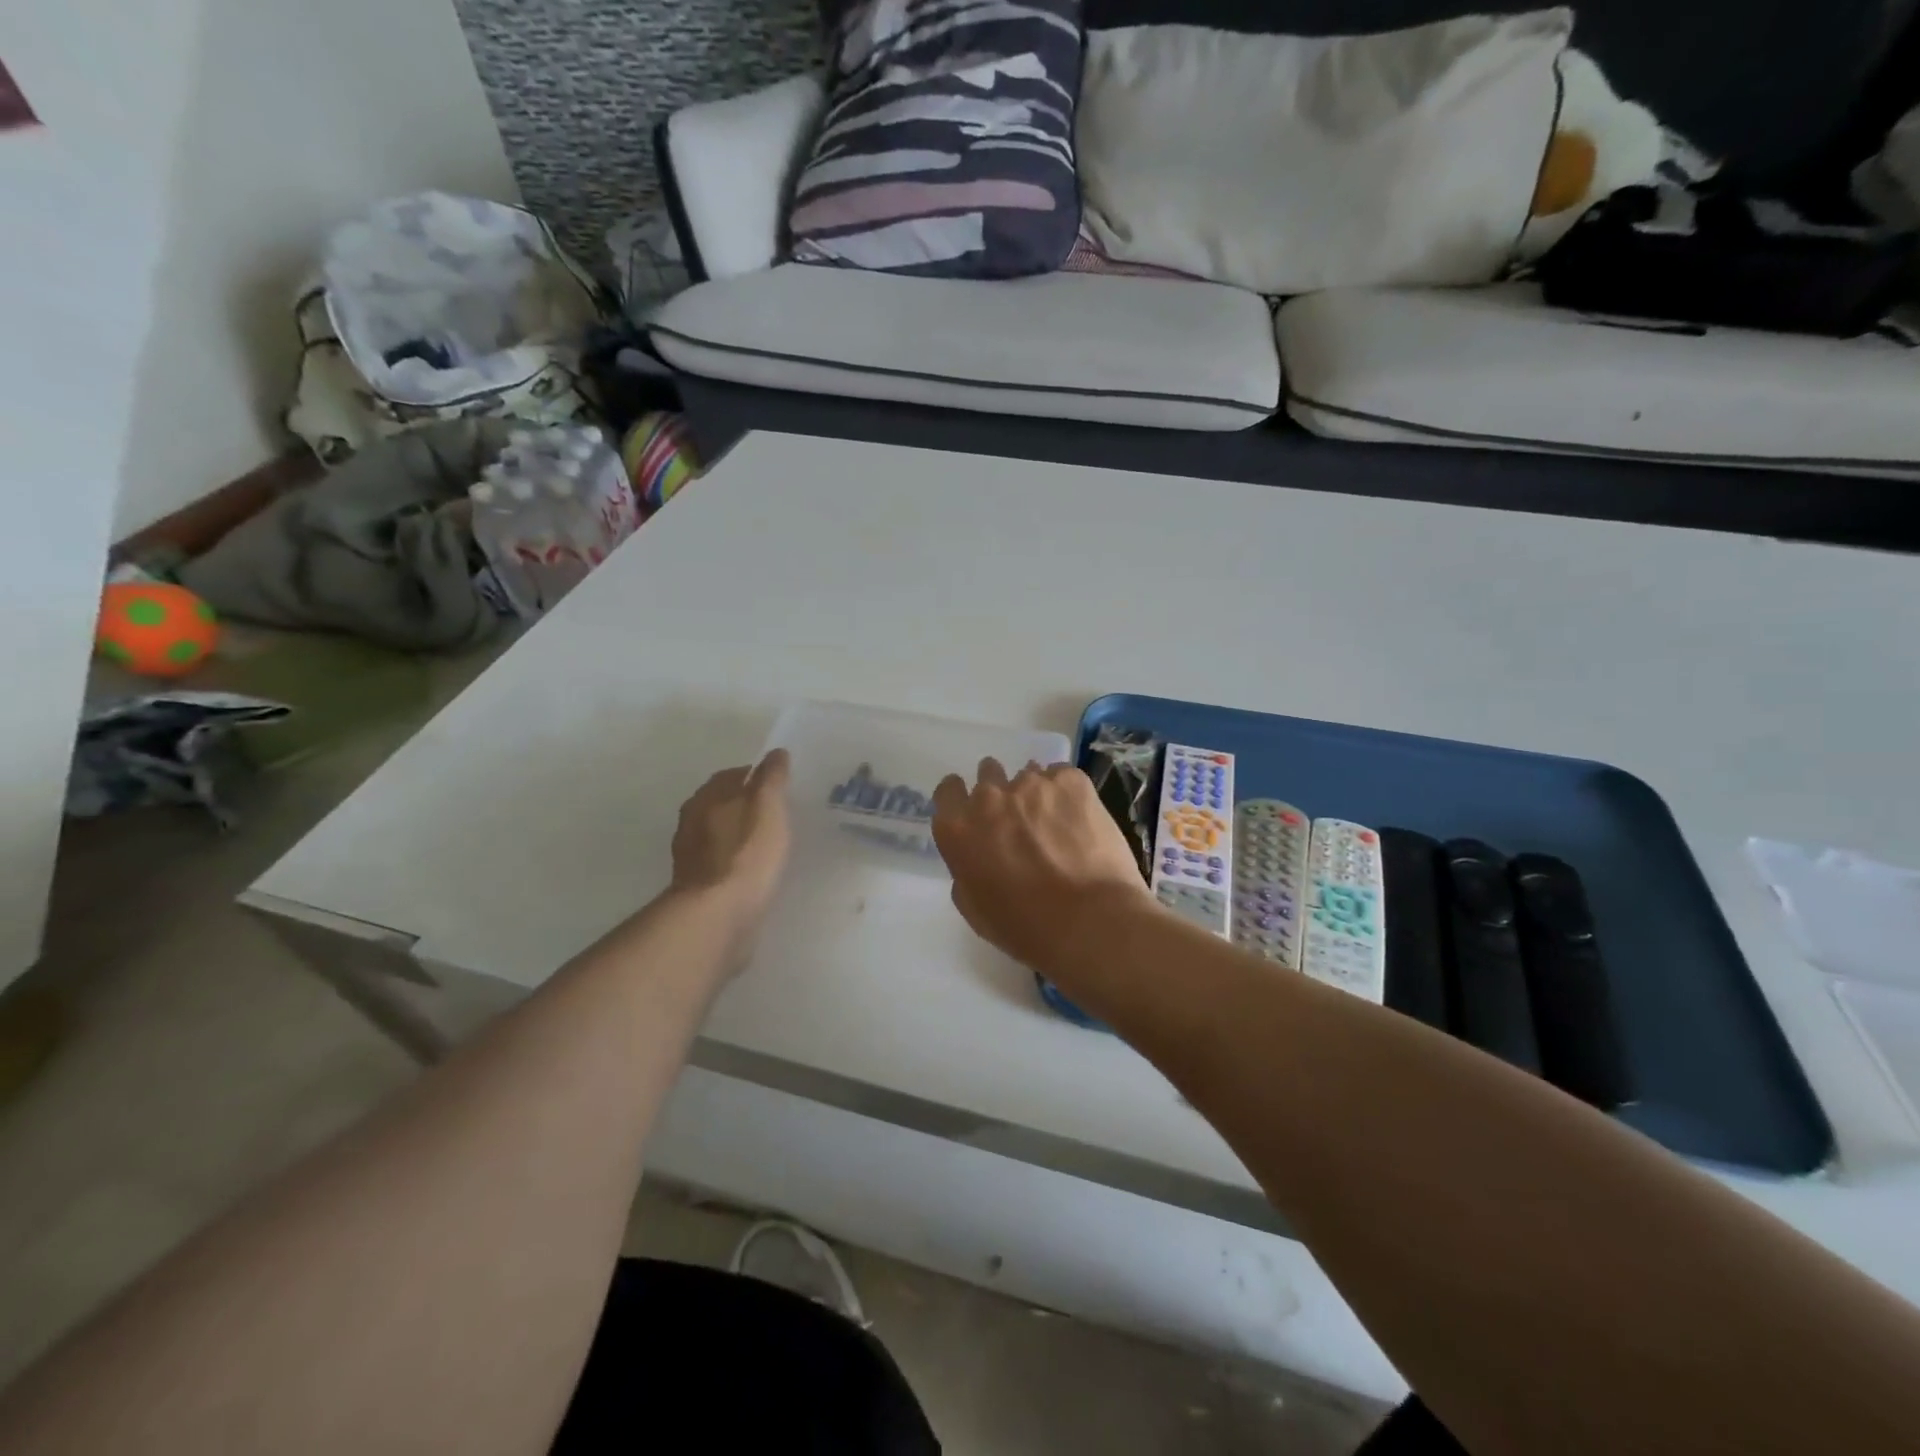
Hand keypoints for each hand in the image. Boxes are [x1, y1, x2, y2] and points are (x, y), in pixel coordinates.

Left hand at [670, 750, 792, 967]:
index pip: (730, 776)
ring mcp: (691, 856)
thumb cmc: (746, 854)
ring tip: (766, 840)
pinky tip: (752, 869)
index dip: (753, 775)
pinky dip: (734, 860)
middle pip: (719, 804)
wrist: (717, 915)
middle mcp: (691, 822)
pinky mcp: (697, 886)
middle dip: (743, 804)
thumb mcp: (767, 808)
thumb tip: (775, 752)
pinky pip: (719, 863)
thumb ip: (771, 779)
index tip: (776, 783)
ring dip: (737, 833)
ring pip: (717, 834)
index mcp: (706, 798)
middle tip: (774, 810)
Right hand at [931, 759, 1151, 978]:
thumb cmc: (1024, 927)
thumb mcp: (974, 908)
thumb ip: (966, 869)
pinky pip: (1062, 777)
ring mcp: (1032, 783)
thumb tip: (979, 855)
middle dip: (1000, 793)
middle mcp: (989, 797)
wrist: (1088, 920)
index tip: (977, 814)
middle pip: (988, 775)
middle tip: (1020, 821)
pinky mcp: (1071, 781)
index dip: (962, 799)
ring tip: (1057, 825)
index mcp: (958, 828)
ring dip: (1036, 795)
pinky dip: (1068, 794)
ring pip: (1028, 775)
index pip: (948, 791)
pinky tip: (1081, 821)